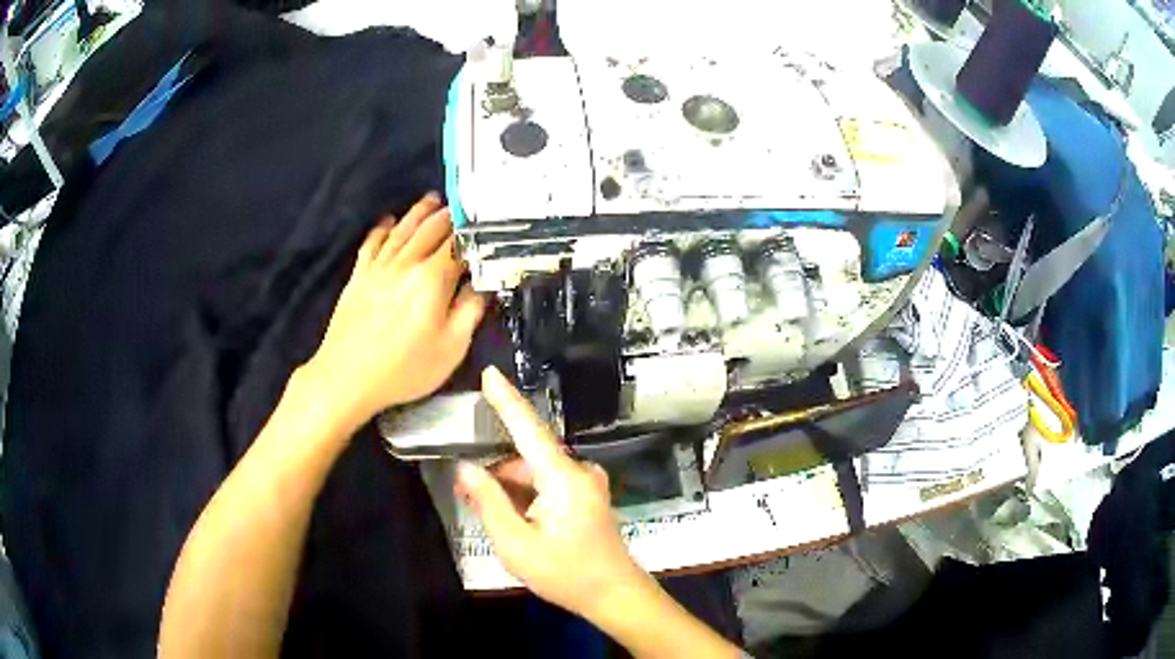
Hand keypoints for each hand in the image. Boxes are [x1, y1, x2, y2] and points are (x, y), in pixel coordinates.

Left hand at [306, 194, 486, 425]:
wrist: (347, 377)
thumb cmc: (404, 368)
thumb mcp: (451, 348)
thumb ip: (470, 311)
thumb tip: (482, 285)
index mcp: (433, 279)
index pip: (459, 245)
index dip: (474, 234)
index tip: (485, 225)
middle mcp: (406, 263)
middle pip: (431, 229)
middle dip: (450, 215)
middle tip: (463, 206)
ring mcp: (379, 266)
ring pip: (403, 229)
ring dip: (420, 212)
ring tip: (432, 200)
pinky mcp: (359, 275)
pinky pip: (373, 243)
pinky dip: (383, 229)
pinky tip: (389, 222)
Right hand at [456, 367, 646, 618]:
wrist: (614, 595)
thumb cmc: (565, 573)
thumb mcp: (516, 543)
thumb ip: (488, 501)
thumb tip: (465, 468)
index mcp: (563, 478)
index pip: (529, 428)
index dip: (507, 400)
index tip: (489, 372)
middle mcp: (579, 472)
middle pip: (526, 457)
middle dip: (495, 473)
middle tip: (466, 495)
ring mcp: (587, 484)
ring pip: (535, 473)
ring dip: (510, 488)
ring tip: (490, 517)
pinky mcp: (587, 496)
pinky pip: (548, 484)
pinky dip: (527, 495)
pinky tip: (514, 520)